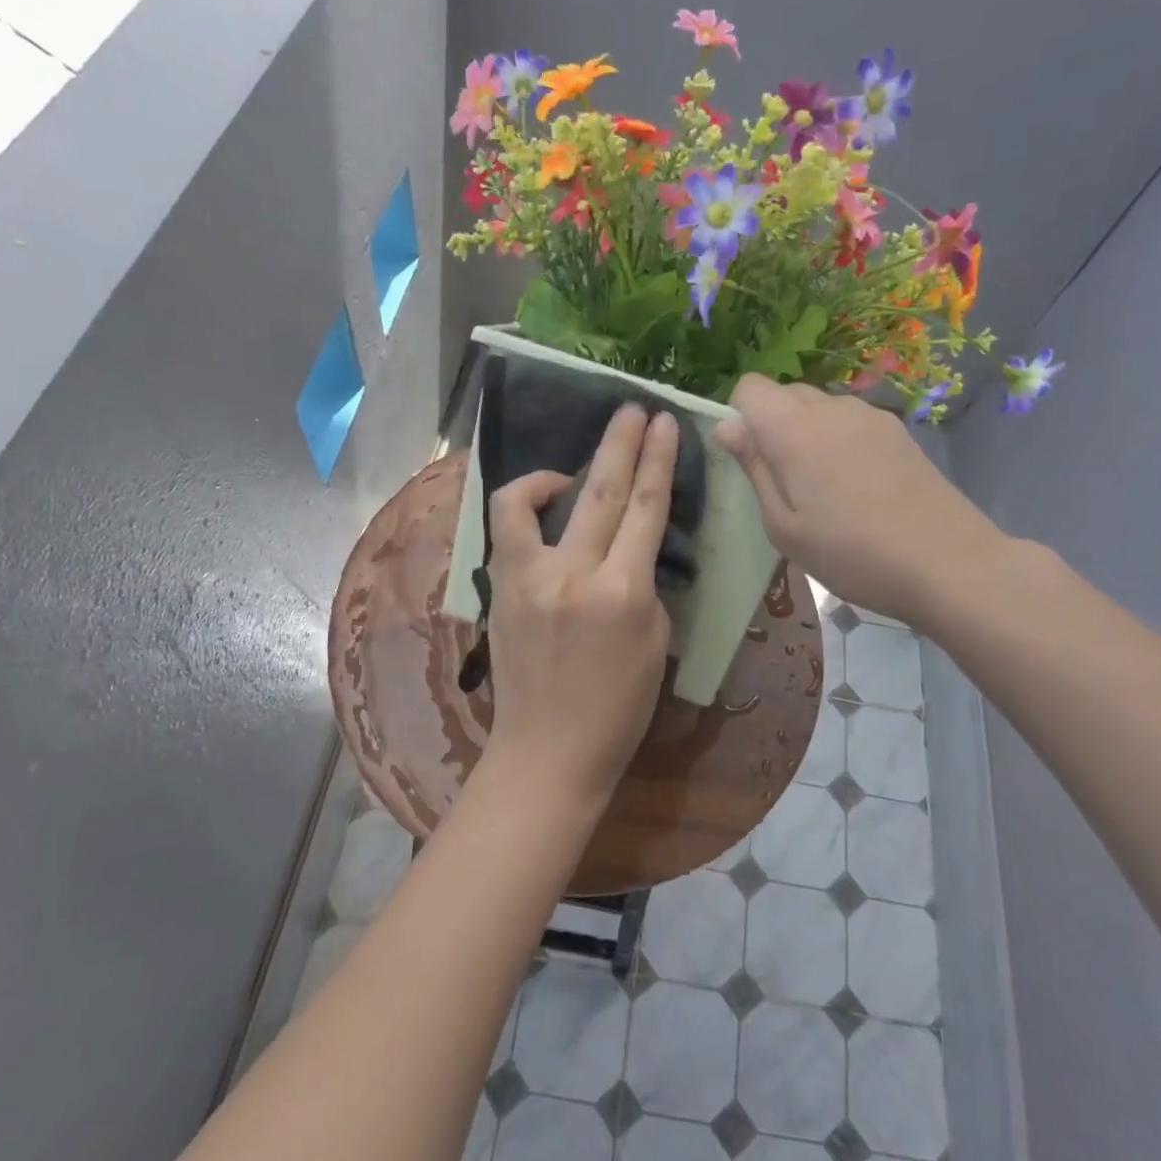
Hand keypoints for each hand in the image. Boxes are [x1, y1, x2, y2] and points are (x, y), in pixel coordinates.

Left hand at [482, 404, 677, 808]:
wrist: (548, 751)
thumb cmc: (618, 709)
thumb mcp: (655, 643)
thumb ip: (643, 585)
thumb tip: (629, 549)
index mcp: (623, 593)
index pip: (645, 509)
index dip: (657, 460)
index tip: (663, 423)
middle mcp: (573, 575)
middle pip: (599, 491)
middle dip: (619, 442)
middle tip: (631, 409)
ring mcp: (526, 579)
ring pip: (528, 500)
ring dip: (552, 472)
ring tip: (570, 472)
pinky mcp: (497, 588)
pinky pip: (506, 530)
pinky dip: (523, 508)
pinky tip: (541, 513)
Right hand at [714, 376, 1003, 625]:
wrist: (948, 564)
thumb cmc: (851, 554)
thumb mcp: (784, 526)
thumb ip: (754, 469)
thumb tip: (727, 426)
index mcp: (795, 429)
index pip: (750, 387)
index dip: (740, 416)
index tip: (751, 459)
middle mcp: (832, 408)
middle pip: (786, 394)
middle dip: (772, 426)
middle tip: (786, 483)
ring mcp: (870, 416)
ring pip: (820, 407)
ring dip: (808, 434)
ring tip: (825, 489)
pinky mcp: (898, 431)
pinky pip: (850, 422)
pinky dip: (839, 441)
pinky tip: (858, 487)